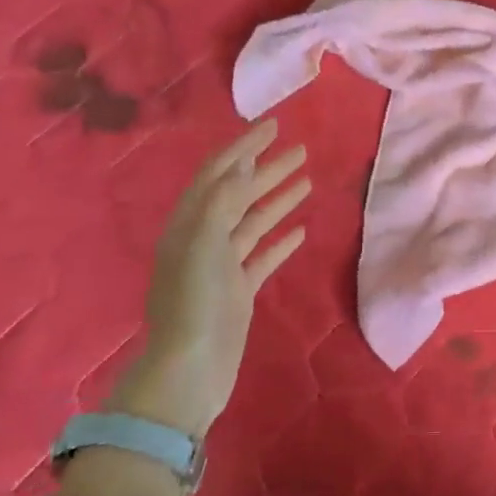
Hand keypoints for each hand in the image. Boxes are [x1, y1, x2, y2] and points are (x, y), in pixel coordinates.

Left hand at [111, 120, 310, 437]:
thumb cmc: (194, 302)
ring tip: (306, 179)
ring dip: (277, 198)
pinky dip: (280, 239)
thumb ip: (224, 201)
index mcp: (189, 224)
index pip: (218, 173)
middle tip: (300, 149)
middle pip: (239, 194)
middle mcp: (203, 239)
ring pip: (253, 222)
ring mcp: (222, 266)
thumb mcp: (204, 243)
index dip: (244, 147)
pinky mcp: (239, 290)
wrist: (191, 370)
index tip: (273, 126)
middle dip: (267, 169)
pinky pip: (263, 255)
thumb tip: (243, 166)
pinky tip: (301, 229)